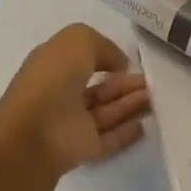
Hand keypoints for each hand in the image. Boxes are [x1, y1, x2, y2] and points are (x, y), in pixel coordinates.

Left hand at [0, 24, 150, 179]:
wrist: (34, 133)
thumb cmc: (53, 77)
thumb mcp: (79, 40)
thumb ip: (104, 46)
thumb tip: (119, 65)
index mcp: (54, 65)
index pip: (82, 59)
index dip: (105, 56)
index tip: (130, 59)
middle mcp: (61, 94)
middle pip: (99, 88)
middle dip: (125, 83)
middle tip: (151, 81)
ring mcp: (71, 123)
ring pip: (107, 112)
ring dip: (131, 104)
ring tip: (156, 97)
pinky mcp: (82, 149)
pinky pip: (109, 139)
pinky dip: (126, 133)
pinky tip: (145, 126)